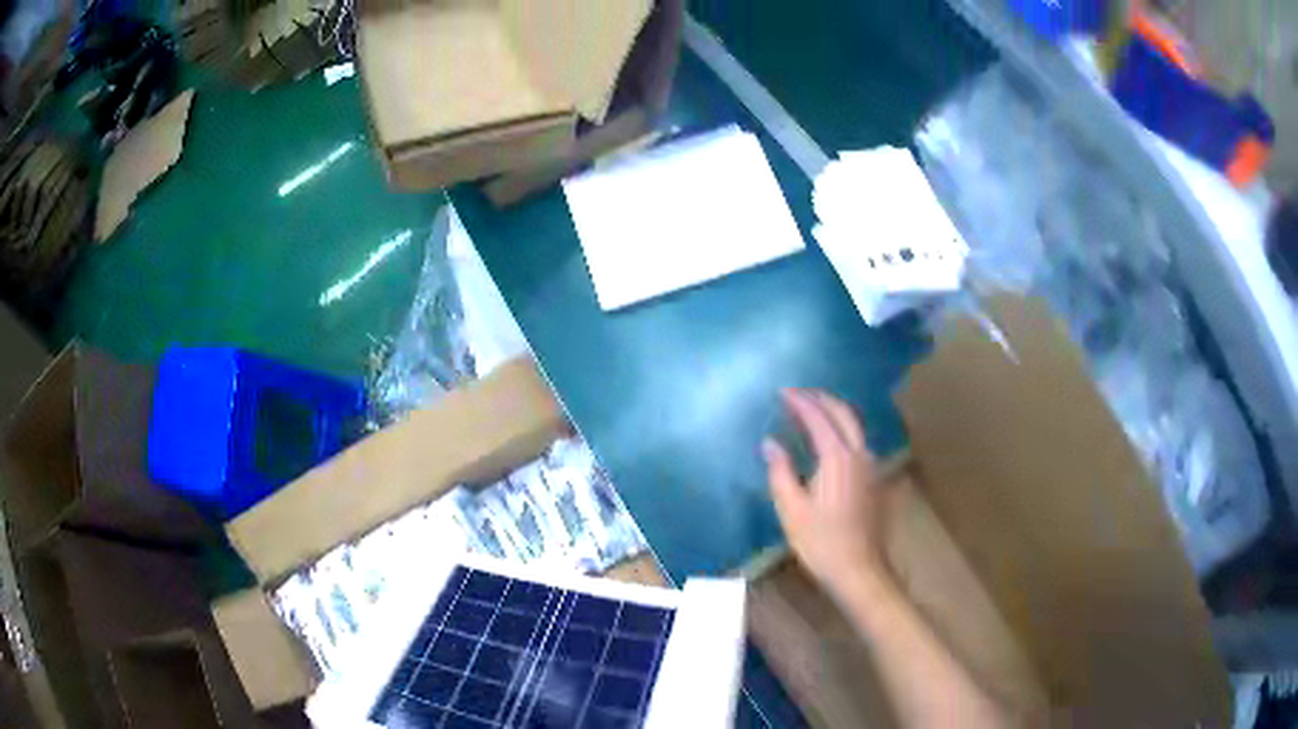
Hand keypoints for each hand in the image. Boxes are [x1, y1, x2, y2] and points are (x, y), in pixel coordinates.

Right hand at [763, 389, 896, 601]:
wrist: (859, 569)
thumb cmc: (821, 542)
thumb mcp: (792, 509)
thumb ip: (780, 471)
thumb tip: (770, 443)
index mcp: (837, 458)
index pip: (818, 418)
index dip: (800, 402)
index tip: (782, 392)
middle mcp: (859, 454)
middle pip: (843, 413)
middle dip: (821, 398)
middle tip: (798, 394)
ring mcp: (871, 466)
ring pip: (854, 425)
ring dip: (834, 412)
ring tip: (812, 410)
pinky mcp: (874, 479)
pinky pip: (858, 441)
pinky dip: (843, 429)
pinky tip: (831, 439)